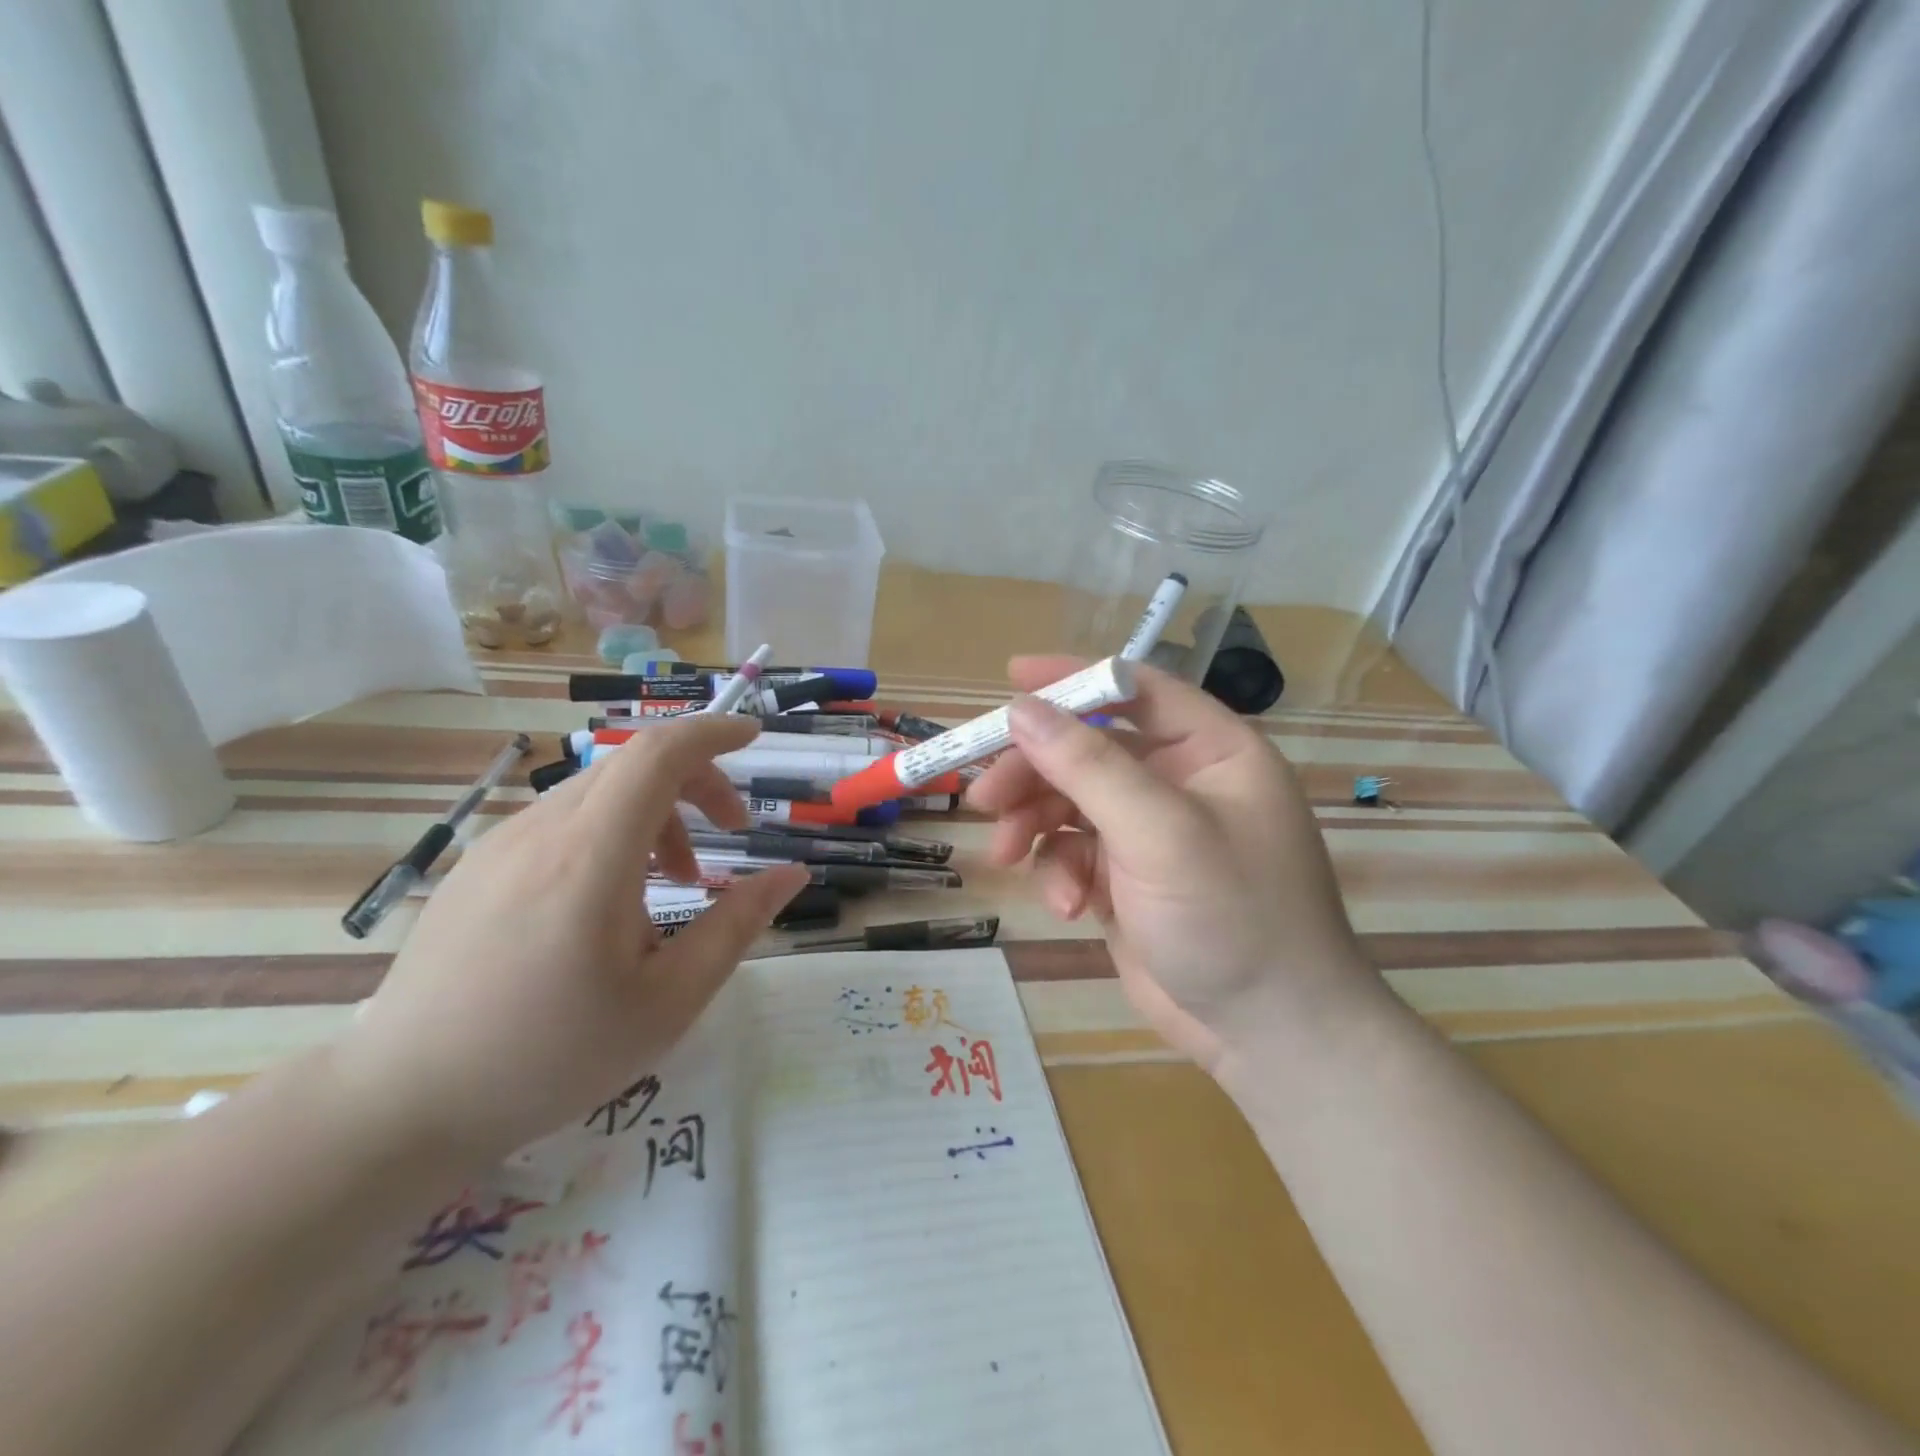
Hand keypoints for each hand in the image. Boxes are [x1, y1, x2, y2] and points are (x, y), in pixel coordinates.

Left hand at [330, 716, 807, 1164]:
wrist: (401, 1105)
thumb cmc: (551, 1057)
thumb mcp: (669, 1001)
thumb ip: (737, 925)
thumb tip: (792, 874)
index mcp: (591, 858)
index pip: (657, 754)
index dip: (712, 732)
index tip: (753, 737)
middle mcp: (541, 831)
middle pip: (634, 765)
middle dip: (697, 782)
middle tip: (733, 831)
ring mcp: (500, 844)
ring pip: (599, 792)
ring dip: (656, 814)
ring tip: (674, 884)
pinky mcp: (477, 865)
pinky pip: (563, 821)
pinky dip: (612, 832)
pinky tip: (609, 902)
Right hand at [967, 656, 1373, 1071]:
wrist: (1267, 1034)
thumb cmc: (1232, 917)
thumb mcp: (1160, 833)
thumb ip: (1089, 766)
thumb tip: (1021, 710)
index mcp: (1211, 750)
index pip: (1136, 690)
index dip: (1073, 679)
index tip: (1010, 678)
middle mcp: (1180, 781)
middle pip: (1088, 749)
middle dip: (1034, 772)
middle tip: (985, 797)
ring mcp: (1150, 832)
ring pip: (1070, 800)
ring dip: (1033, 824)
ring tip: (1005, 854)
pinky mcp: (1126, 877)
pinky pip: (1073, 851)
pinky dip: (1058, 871)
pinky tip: (1065, 905)